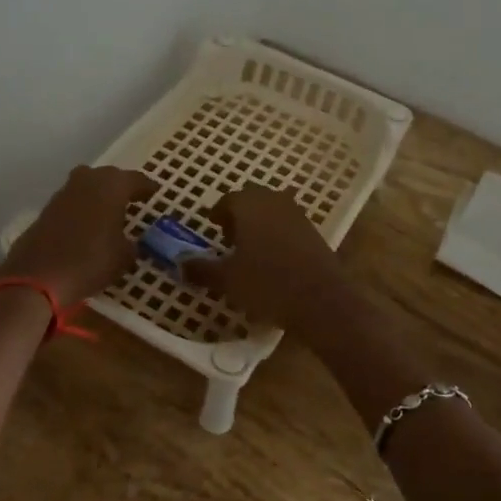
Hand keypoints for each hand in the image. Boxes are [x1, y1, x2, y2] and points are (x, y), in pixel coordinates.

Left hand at [0, 165, 158, 306]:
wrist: (38, 276)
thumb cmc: (91, 261)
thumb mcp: (124, 257)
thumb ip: (132, 245)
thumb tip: (131, 244)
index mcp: (112, 185)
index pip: (136, 179)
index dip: (147, 187)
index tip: (155, 193)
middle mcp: (87, 180)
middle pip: (109, 177)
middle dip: (121, 187)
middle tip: (133, 201)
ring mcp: (64, 192)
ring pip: (88, 186)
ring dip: (100, 196)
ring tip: (111, 214)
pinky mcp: (47, 208)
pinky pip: (73, 202)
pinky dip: (83, 209)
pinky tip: (88, 225)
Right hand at [183, 185, 349, 329]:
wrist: (321, 301)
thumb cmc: (266, 284)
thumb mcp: (227, 279)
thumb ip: (201, 269)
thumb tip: (180, 263)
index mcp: (250, 205)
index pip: (229, 199)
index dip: (219, 213)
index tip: (212, 226)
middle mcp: (275, 202)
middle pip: (253, 201)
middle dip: (240, 215)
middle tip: (229, 238)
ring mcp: (299, 216)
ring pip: (273, 212)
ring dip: (260, 225)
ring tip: (250, 251)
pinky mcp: (315, 234)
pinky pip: (289, 226)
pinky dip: (278, 236)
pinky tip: (274, 261)